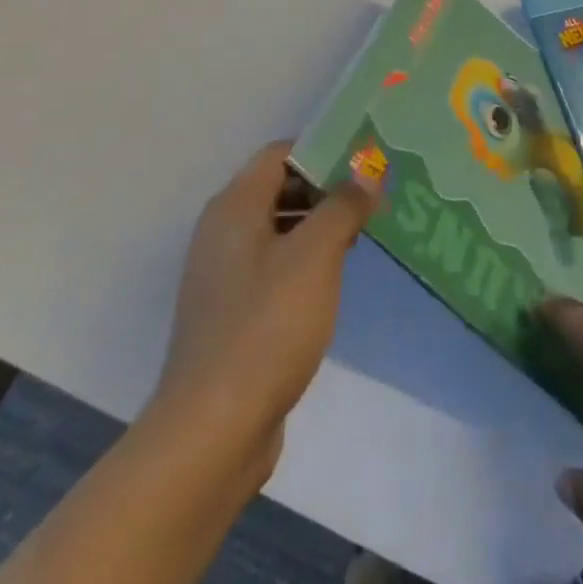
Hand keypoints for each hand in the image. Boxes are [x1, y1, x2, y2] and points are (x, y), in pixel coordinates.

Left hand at [151, 142, 378, 480]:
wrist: (212, 431)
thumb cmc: (266, 326)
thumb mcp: (316, 255)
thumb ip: (343, 206)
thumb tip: (367, 173)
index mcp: (234, 207)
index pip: (280, 154)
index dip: (322, 152)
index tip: (364, 165)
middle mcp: (221, 232)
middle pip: (278, 188)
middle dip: (324, 189)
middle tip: (370, 201)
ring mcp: (222, 275)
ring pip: (277, 229)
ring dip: (316, 227)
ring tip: (360, 237)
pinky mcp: (231, 313)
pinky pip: (272, 267)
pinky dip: (302, 262)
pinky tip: (332, 282)